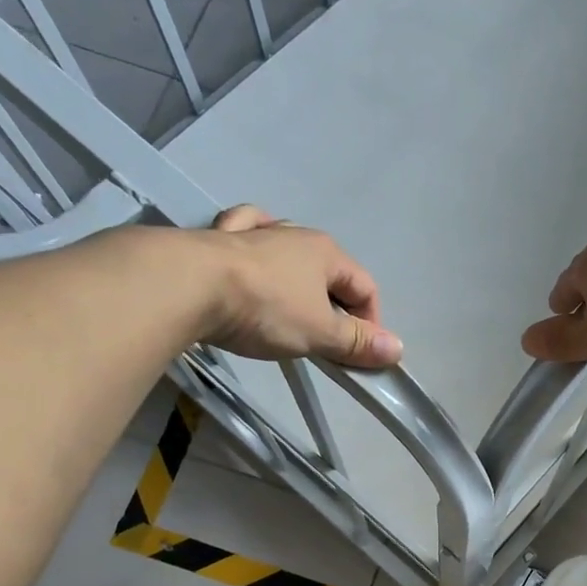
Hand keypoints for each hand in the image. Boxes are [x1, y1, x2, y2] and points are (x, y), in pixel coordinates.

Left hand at [200, 205, 402, 367]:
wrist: (189, 285)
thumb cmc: (266, 308)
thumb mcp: (319, 333)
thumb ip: (357, 342)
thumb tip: (397, 350)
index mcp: (326, 251)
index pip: (365, 287)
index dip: (370, 323)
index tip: (359, 354)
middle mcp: (293, 233)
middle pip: (329, 271)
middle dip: (335, 305)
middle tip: (326, 342)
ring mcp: (254, 231)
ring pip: (288, 250)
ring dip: (298, 277)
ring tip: (294, 305)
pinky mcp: (218, 237)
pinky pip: (246, 235)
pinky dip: (255, 244)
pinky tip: (253, 249)